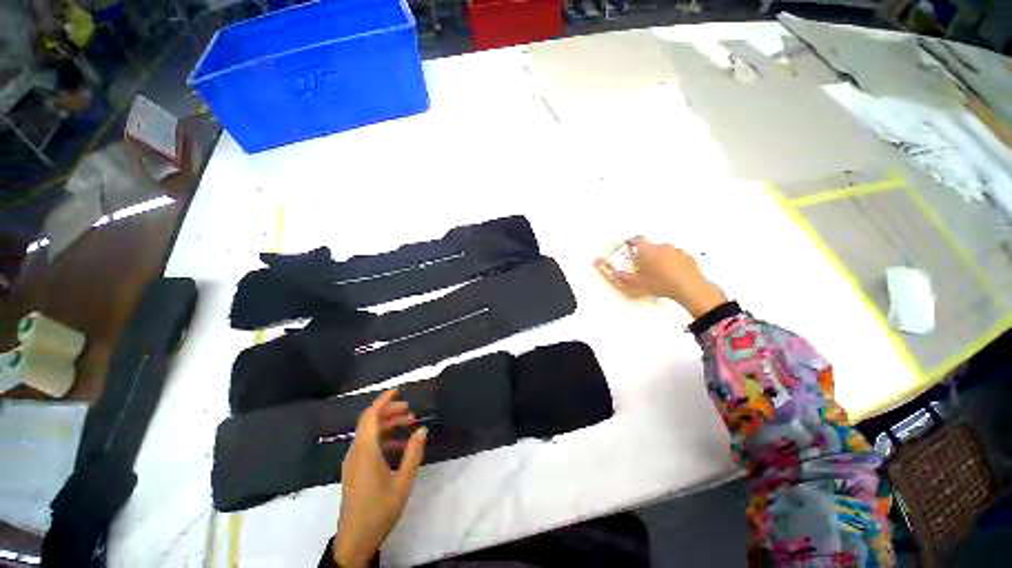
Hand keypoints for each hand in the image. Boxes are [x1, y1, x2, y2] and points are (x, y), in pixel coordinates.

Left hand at [333, 390, 427, 566]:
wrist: (355, 540)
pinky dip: (383, 439)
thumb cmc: (380, 510)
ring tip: (409, 425)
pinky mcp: (354, 470)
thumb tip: (422, 429)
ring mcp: (353, 462)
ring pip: (369, 434)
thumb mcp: (403, 482)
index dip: (382, 401)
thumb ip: (413, 453)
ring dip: (388, 425)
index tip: (398, 391)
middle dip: (389, 412)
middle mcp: (356, 452)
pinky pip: (368, 446)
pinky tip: (399, 446)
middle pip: (370, 422)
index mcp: (365, 452)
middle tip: (410, 411)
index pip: (370, 417)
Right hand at [595, 236, 726, 318]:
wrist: (688, 288)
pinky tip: (671, 274)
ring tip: (658, 272)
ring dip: (659, 258)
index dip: (631, 241)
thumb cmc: (662, 284)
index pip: (636, 239)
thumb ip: (621, 276)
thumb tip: (613, 272)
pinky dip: (672, 263)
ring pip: (663, 251)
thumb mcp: (636, 283)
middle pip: (650, 247)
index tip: (629, 244)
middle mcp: (662, 247)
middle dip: (645, 254)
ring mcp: (676, 251)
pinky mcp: (687, 257)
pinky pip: (676, 257)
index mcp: (648, 251)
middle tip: (643, 266)